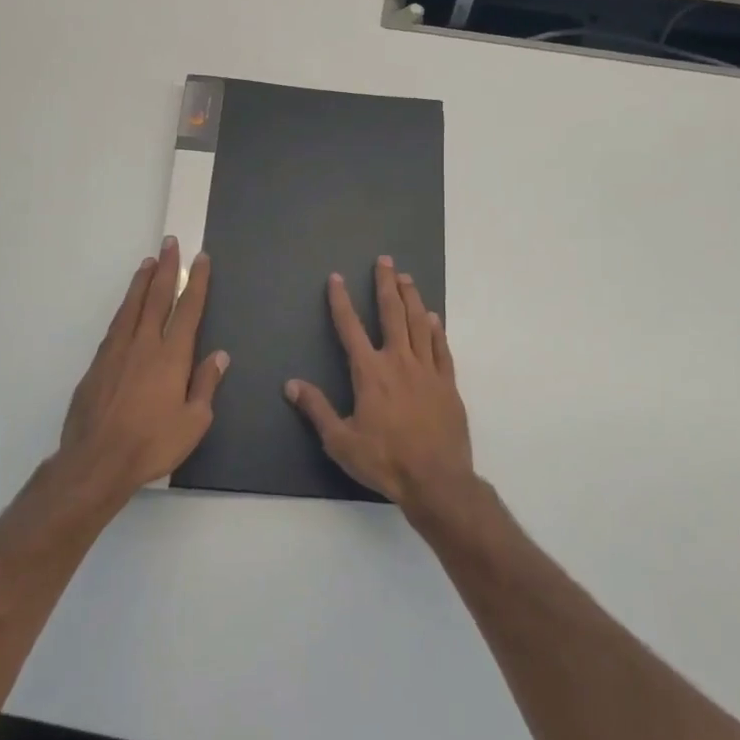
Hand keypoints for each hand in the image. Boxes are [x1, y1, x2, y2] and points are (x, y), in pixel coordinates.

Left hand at [57, 238, 227, 505]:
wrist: (96, 462)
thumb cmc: (152, 444)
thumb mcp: (194, 422)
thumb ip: (205, 385)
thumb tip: (219, 356)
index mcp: (171, 356)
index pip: (188, 309)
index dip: (195, 282)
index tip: (200, 258)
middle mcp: (143, 345)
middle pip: (156, 297)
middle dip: (166, 268)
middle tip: (170, 243)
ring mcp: (116, 352)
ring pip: (131, 306)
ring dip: (142, 282)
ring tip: (148, 262)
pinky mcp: (97, 365)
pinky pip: (115, 326)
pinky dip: (124, 308)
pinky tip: (127, 307)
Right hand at [285, 255, 474, 511]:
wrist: (436, 479)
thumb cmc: (384, 461)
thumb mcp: (340, 441)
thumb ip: (316, 409)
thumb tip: (291, 384)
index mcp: (370, 372)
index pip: (350, 327)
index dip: (341, 301)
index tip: (337, 277)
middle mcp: (398, 361)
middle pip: (392, 313)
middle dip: (386, 284)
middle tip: (385, 260)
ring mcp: (427, 369)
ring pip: (419, 323)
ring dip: (412, 298)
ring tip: (406, 278)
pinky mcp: (447, 383)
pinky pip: (441, 348)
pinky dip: (436, 329)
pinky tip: (433, 317)